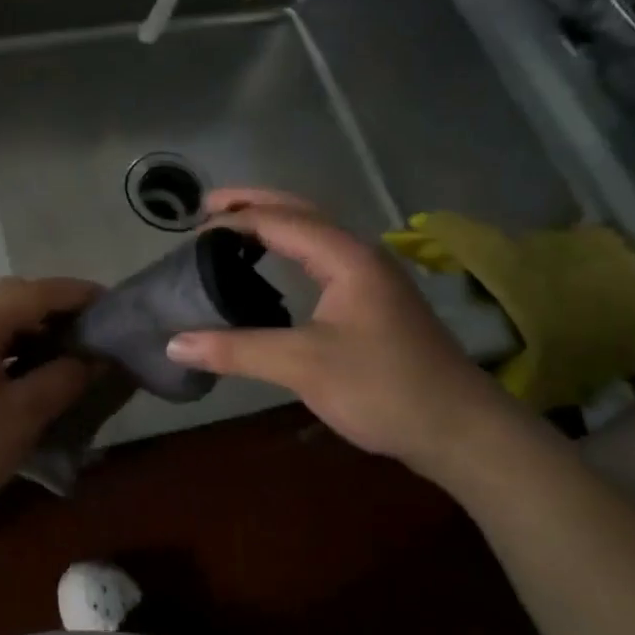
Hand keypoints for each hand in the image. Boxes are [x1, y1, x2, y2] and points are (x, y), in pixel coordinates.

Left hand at [0, 276, 99, 527]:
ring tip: (65, 349)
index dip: (76, 294)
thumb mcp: (22, 416)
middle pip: (11, 297)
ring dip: (29, 326)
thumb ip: (63, 379)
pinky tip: (26, 368)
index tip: (112, 304)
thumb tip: (95, 359)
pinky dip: (7, 344)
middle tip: (90, 330)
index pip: (35, 292)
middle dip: (53, 307)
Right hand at [165, 189, 510, 472]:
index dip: (233, 220)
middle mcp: (360, 256)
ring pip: (314, 234)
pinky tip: (273, 269)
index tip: (190, 232)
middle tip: (206, 206)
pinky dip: (289, 250)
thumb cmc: (384, 388)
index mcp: (346, 257)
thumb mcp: (304, 366)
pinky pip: (321, 258)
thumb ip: (237, 350)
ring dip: (273, 224)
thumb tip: (174, 344)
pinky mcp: (373, 302)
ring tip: (231, 228)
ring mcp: (371, 278)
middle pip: (301, 212)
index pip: (280, 221)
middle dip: (253, 204)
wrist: (460, 430)